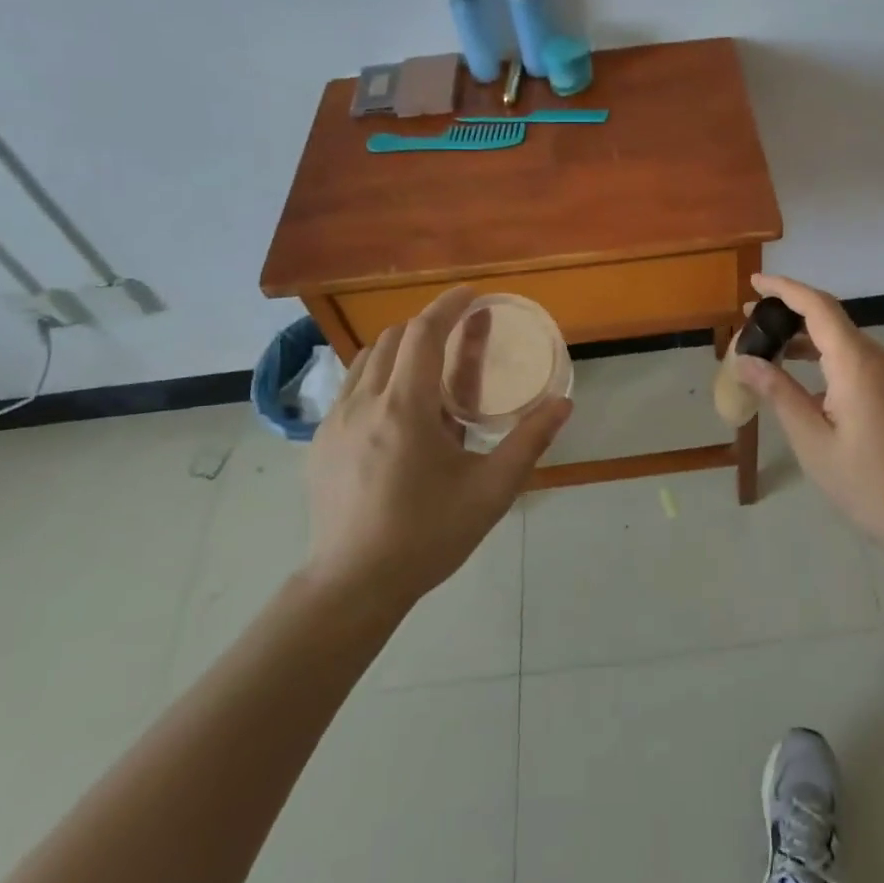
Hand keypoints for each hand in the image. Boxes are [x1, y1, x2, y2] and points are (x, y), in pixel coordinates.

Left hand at [303, 286, 571, 604]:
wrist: (352, 586)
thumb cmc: (427, 536)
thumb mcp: (491, 491)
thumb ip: (528, 442)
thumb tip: (563, 403)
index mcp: (404, 408)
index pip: (423, 333)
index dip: (448, 306)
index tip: (473, 295)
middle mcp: (363, 403)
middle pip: (392, 338)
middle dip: (427, 326)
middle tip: (459, 335)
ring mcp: (334, 422)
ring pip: (366, 360)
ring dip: (399, 349)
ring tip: (429, 368)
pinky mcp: (320, 442)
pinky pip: (350, 388)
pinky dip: (377, 376)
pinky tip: (396, 410)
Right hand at [735, 273, 883, 554]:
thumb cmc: (868, 483)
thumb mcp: (812, 441)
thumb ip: (779, 393)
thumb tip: (745, 360)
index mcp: (858, 364)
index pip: (818, 307)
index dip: (785, 289)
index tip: (755, 281)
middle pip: (834, 321)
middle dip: (793, 316)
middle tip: (755, 323)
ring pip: (851, 343)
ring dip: (813, 341)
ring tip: (777, 353)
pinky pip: (867, 362)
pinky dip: (835, 360)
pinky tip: (817, 386)